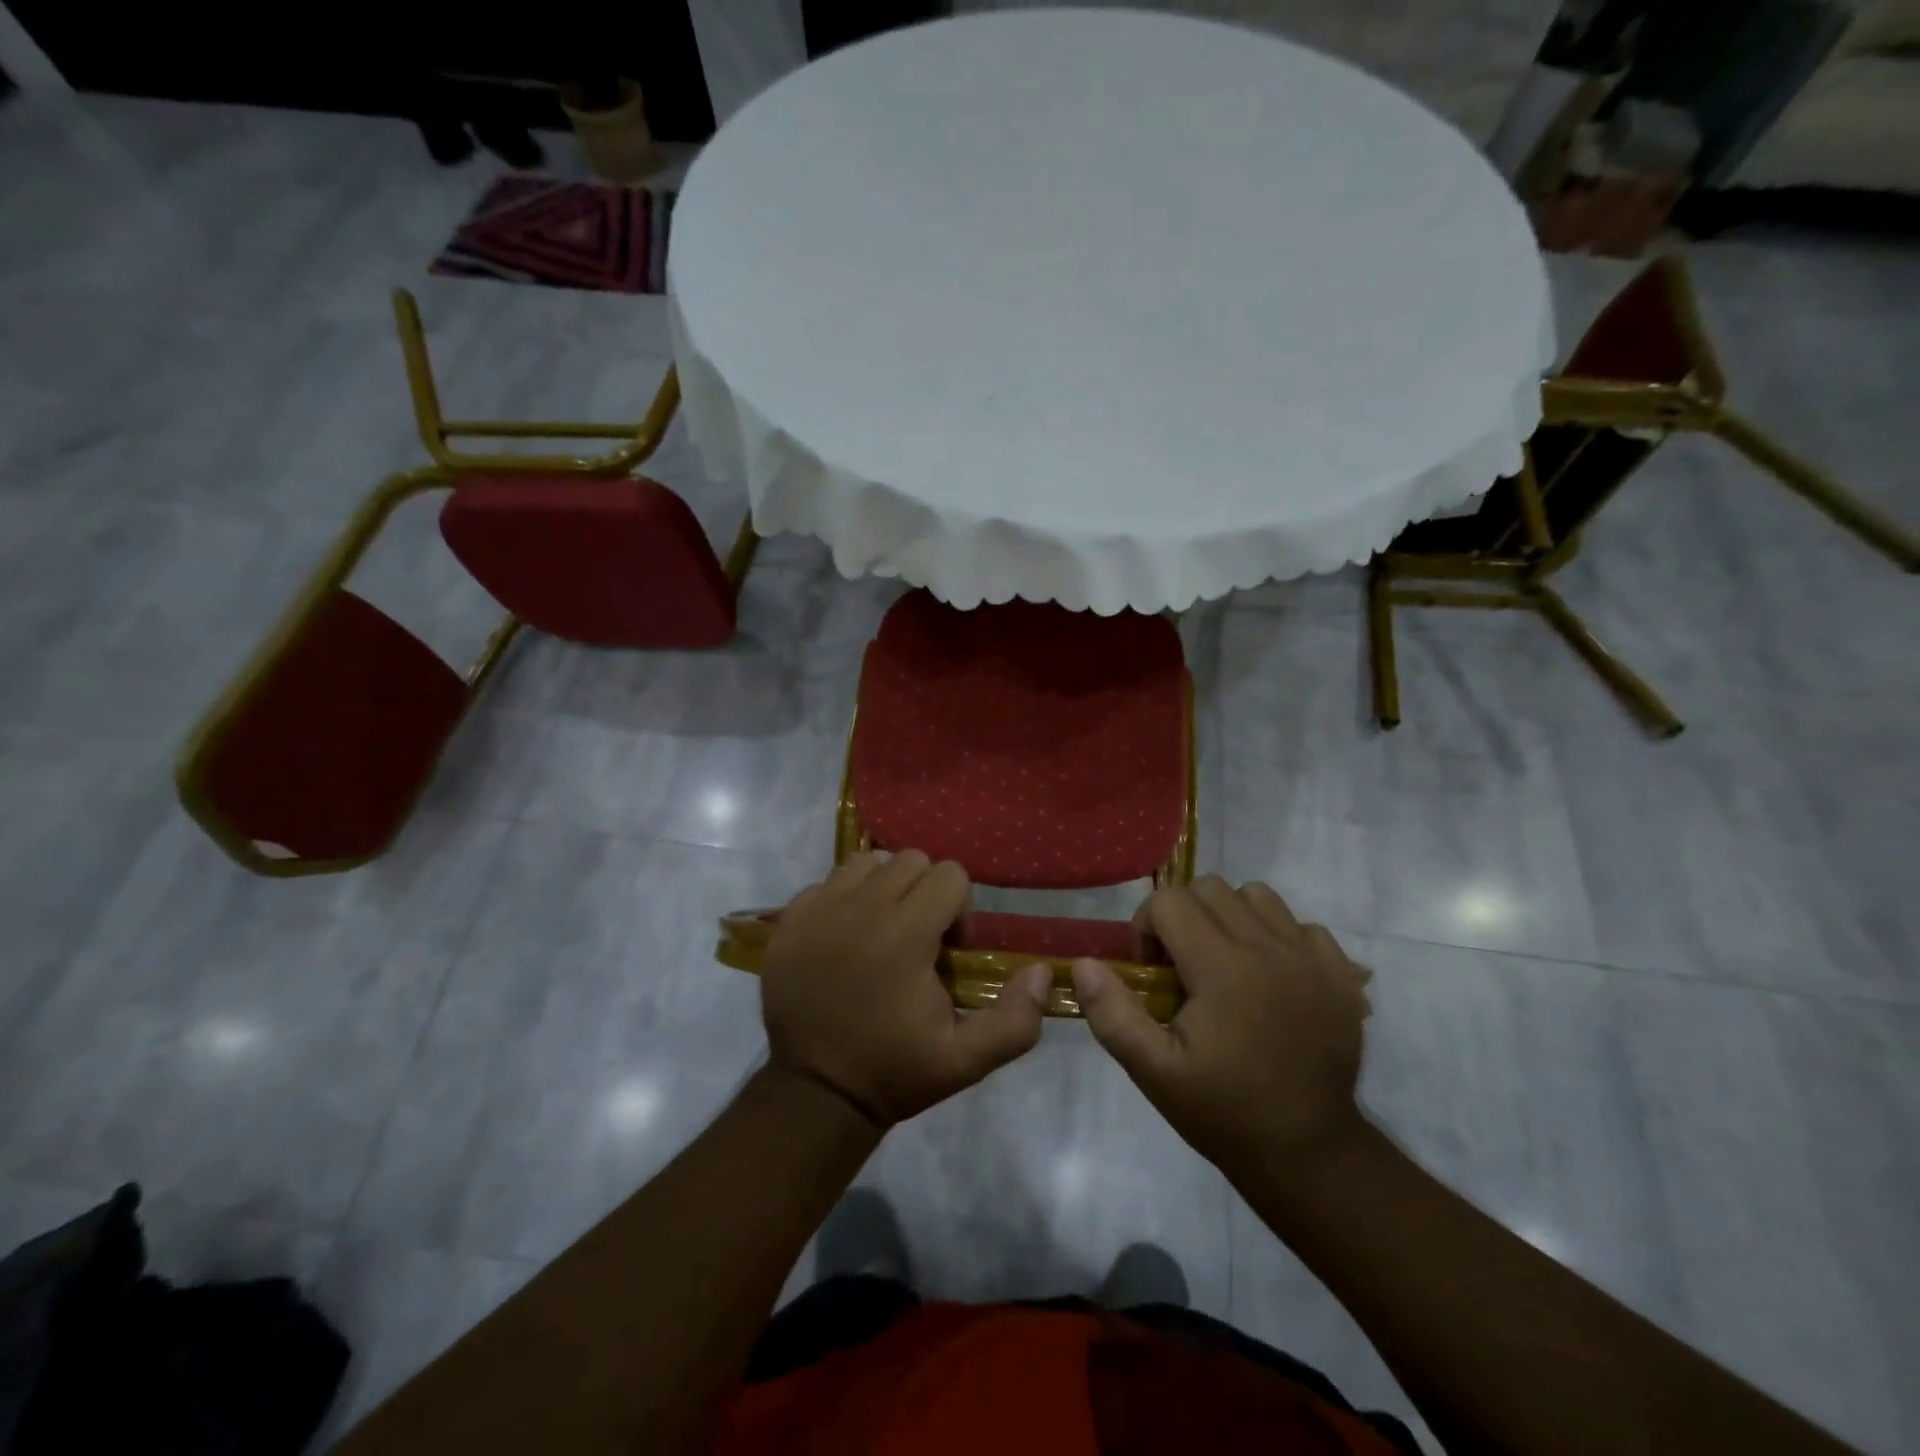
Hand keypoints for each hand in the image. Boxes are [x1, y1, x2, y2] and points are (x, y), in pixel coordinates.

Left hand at [762, 851, 1051, 1128]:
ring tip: (882, 931)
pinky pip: (830, 881)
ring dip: (885, 887)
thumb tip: (1041, 972)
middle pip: (911, 861)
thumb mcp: (965, 1061)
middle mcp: (860, 907)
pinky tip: (846, 938)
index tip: (947, 951)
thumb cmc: (894, 1071)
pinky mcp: (791, 918)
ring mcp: (820, 908)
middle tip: (918, 941)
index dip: (959, 910)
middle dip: (925, 893)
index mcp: (905, 934)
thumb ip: (1014, 1020)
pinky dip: (845, 898)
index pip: (950, 874)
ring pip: (869, 862)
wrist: (815, 1091)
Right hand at [1071, 877, 1371, 1172]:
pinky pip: (1300, 924)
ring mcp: (1311, 958)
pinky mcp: (1340, 973)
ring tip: (1225, 964)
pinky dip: (1276, 937)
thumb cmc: (1222, 1110)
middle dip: (1183, 917)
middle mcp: (1269, 948)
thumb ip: (1112, 1015)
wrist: (1307, 1153)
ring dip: (1229, 918)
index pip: (1170, 902)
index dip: (1147, 927)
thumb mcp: (1153, 1072)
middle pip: (1209, 889)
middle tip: (1182, 967)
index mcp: (1223, 968)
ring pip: (1256, 896)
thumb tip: (1083, 964)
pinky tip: (1270, 979)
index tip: (1152, 971)